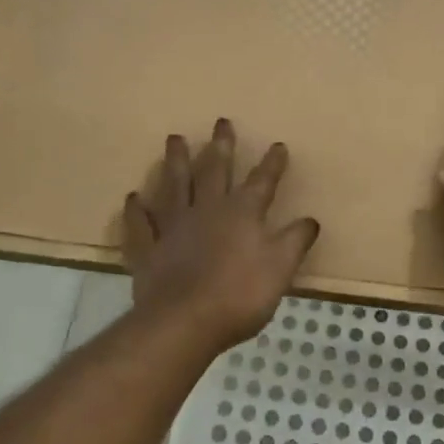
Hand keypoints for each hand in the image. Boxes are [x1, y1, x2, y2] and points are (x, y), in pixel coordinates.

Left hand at [122, 119, 320, 350]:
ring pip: (174, 185)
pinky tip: (133, 197)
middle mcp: (207, 210)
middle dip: (221, 146)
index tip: (278, 145)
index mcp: (242, 213)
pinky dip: (136, 211)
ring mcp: (174, 227)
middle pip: (214, 171)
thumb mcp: (280, 268)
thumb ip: (295, 241)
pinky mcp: (149, 249)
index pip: (262, 182)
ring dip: (175, 161)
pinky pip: (141, 225)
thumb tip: (311, 220)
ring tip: (174, 138)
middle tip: (221, 122)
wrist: (184, 322)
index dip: (272, 164)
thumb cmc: (239, 295)